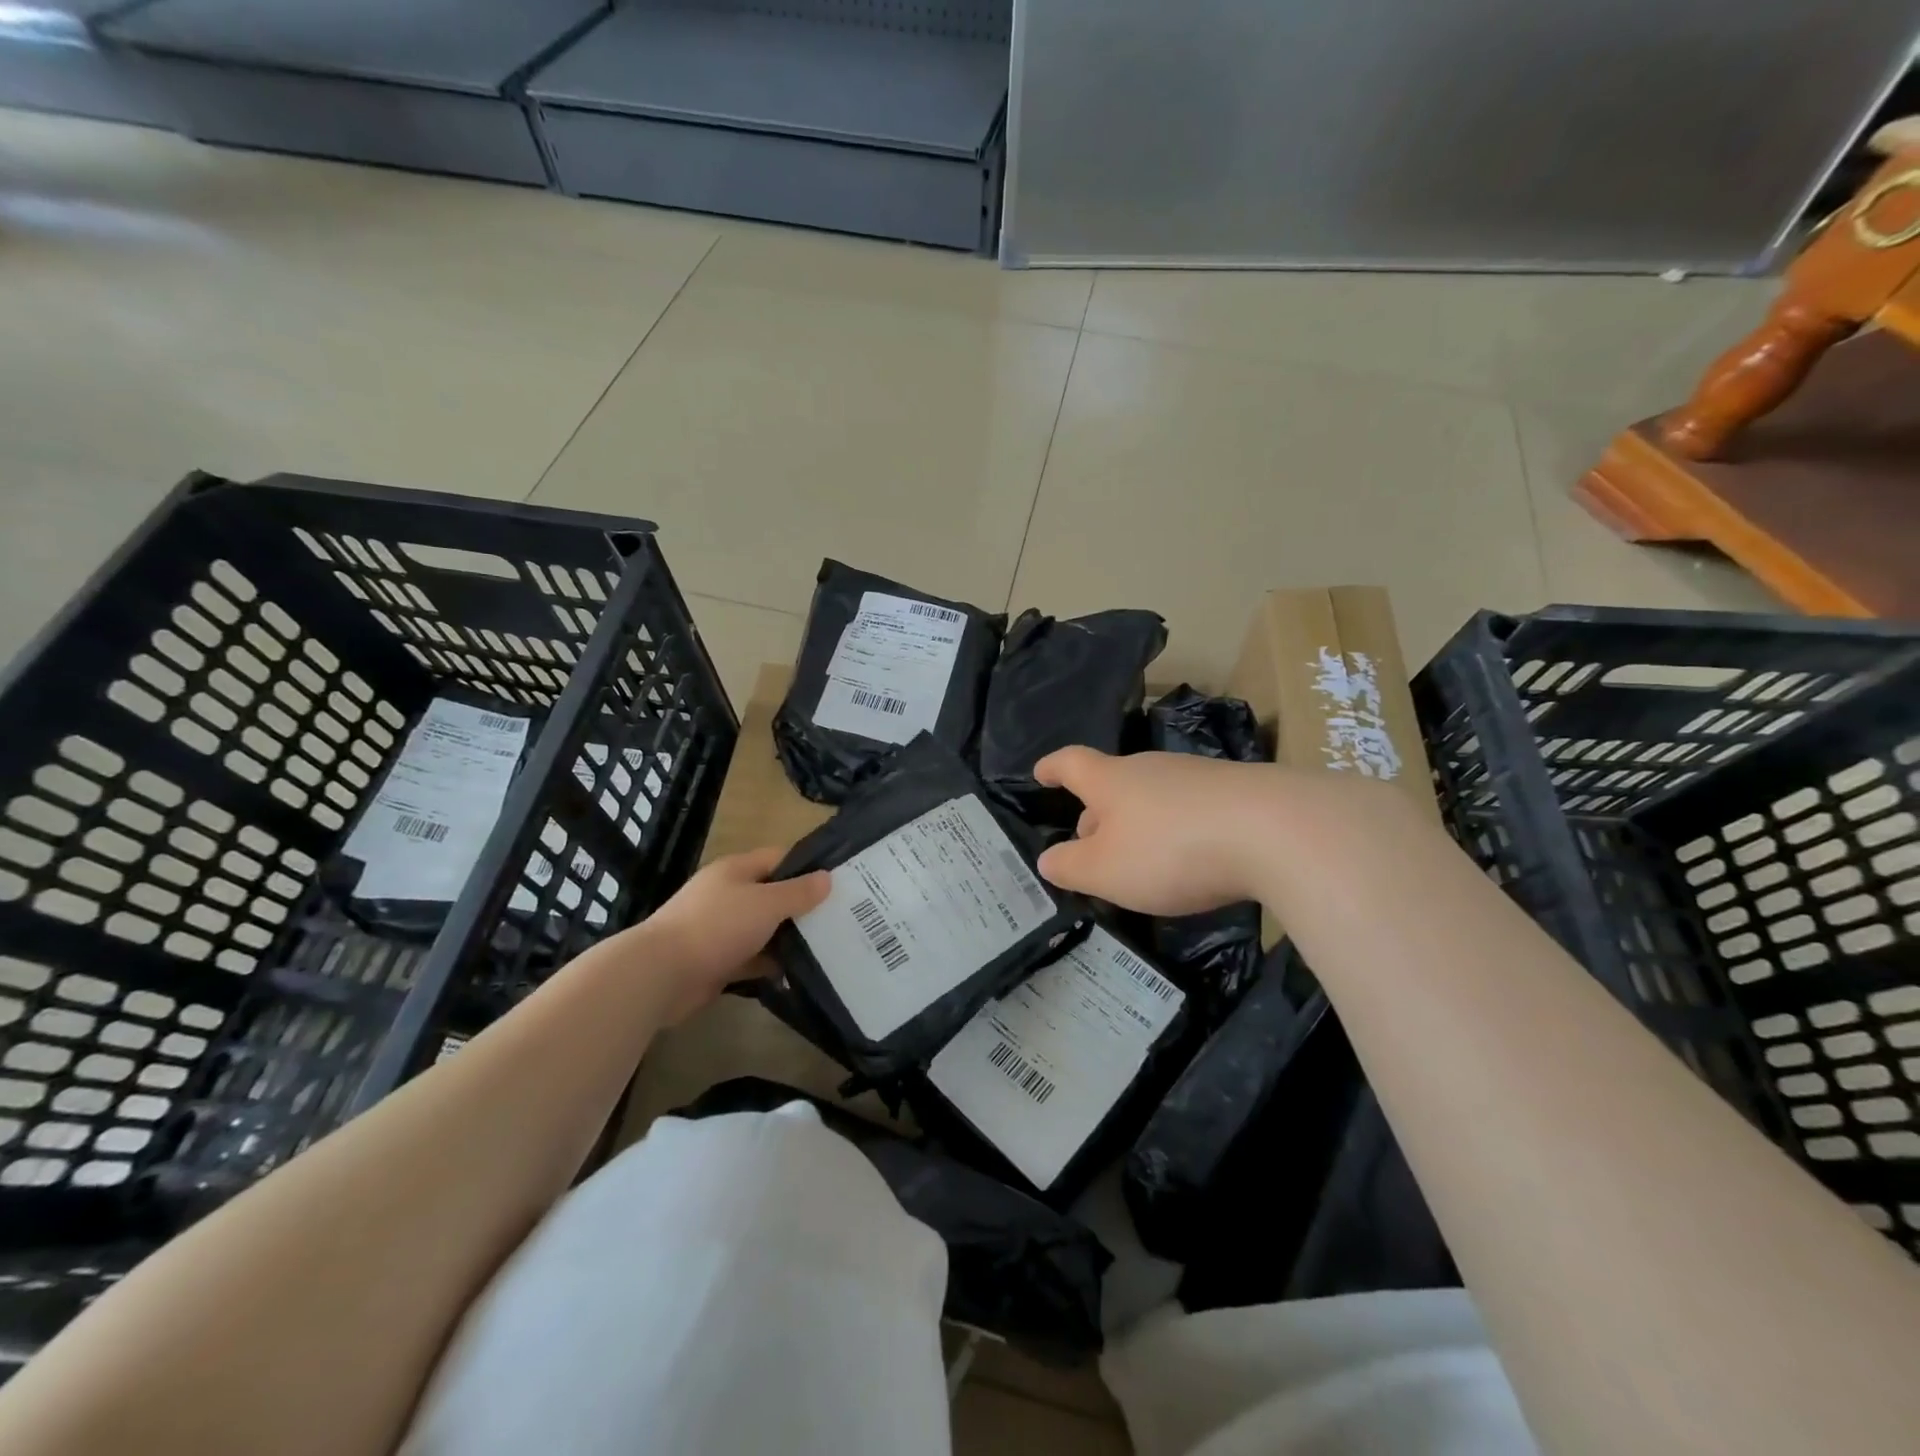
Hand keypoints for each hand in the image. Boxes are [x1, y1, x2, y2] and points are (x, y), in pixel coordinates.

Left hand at [630, 847, 829, 1022]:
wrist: (661, 974)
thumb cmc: (717, 926)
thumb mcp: (766, 903)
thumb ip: (798, 892)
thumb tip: (827, 878)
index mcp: (736, 870)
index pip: (779, 858)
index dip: (808, 866)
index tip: (840, 880)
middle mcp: (728, 895)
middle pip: (773, 894)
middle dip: (803, 905)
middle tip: (841, 916)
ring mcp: (721, 929)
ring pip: (764, 928)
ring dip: (789, 937)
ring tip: (829, 945)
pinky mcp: (717, 961)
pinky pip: (752, 958)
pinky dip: (771, 964)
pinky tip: (797, 972)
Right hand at [1033, 747, 1280, 915]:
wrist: (1277, 831)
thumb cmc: (1171, 849)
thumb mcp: (1105, 871)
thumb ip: (1070, 866)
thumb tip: (1048, 859)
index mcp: (1112, 781)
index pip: (1071, 763)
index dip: (1052, 768)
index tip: (1040, 773)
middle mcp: (1151, 768)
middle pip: (1114, 783)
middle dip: (1098, 811)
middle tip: (1090, 843)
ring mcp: (1198, 776)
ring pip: (1154, 797)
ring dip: (1140, 824)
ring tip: (1142, 860)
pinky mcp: (1239, 792)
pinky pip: (1192, 809)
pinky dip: (1179, 830)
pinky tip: (1192, 859)